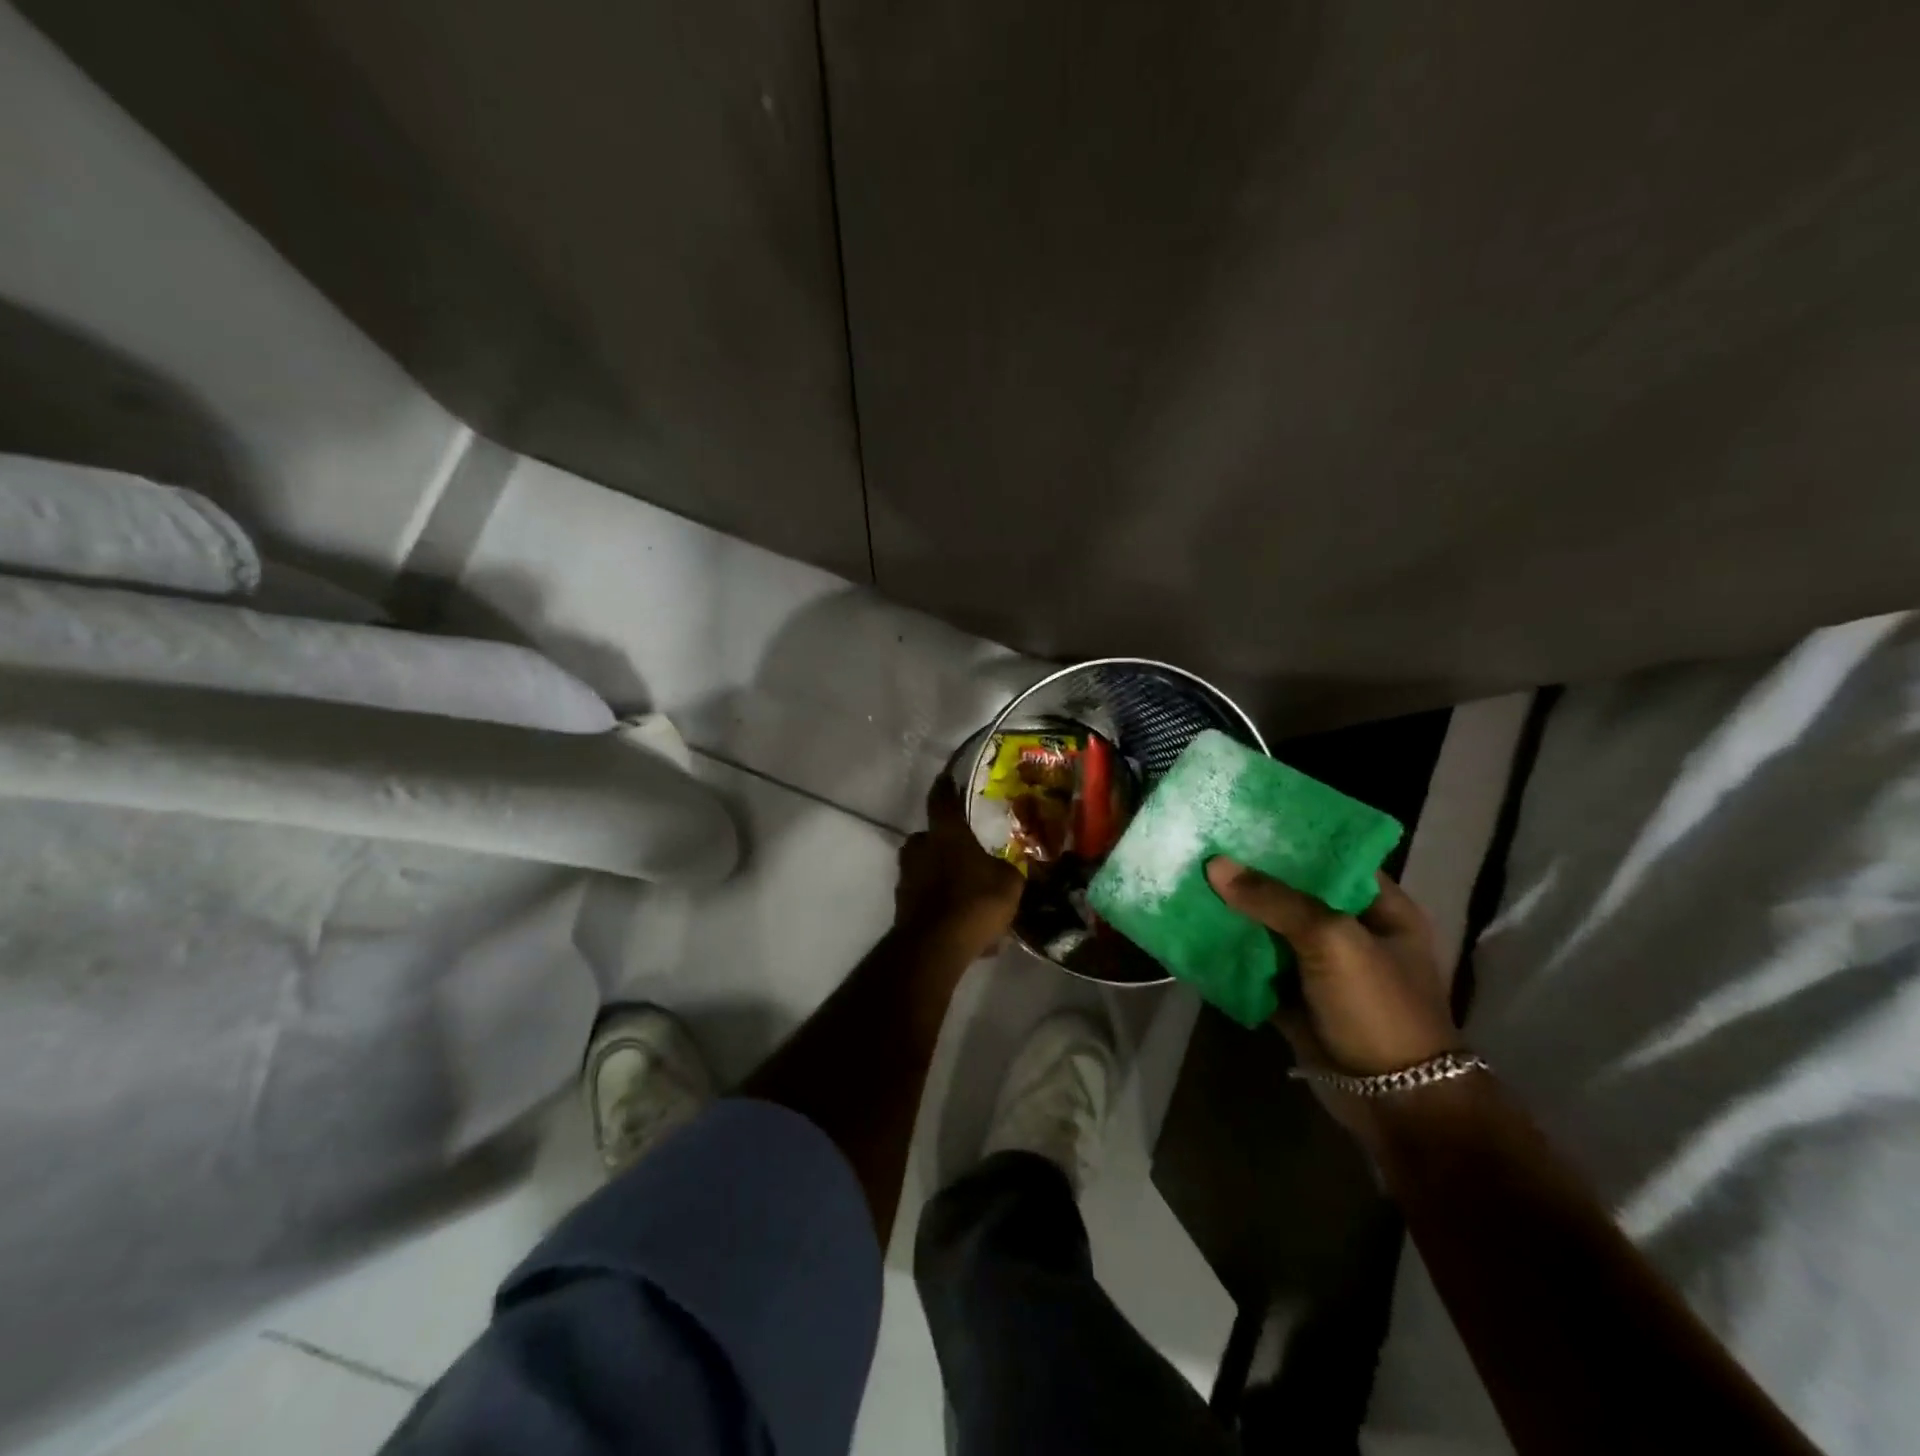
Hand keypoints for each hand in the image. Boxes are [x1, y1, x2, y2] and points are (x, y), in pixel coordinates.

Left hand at [894, 776, 1024, 962]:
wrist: (935, 947)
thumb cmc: (974, 901)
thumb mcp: (1009, 882)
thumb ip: (1007, 869)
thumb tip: (1007, 868)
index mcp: (945, 833)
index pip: (941, 798)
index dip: (945, 787)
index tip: (947, 778)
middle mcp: (920, 849)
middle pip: (930, 837)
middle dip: (946, 844)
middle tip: (967, 853)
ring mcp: (906, 878)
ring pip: (927, 869)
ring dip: (944, 877)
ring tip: (970, 895)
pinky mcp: (902, 907)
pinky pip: (928, 899)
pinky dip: (943, 905)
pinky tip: (964, 924)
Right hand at [1206, 860, 1456, 1077]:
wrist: (1392, 1102)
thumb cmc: (1378, 1008)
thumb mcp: (1332, 940)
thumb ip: (1274, 899)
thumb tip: (1215, 865)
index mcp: (1380, 908)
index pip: (1331, 858)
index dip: (1290, 839)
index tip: (1243, 820)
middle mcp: (1350, 932)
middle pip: (1293, 892)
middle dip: (1251, 875)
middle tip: (1204, 847)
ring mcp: (1321, 968)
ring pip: (1269, 929)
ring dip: (1235, 913)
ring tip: (1189, 881)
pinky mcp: (1294, 997)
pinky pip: (1256, 965)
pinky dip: (1229, 952)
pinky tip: (1193, 930)